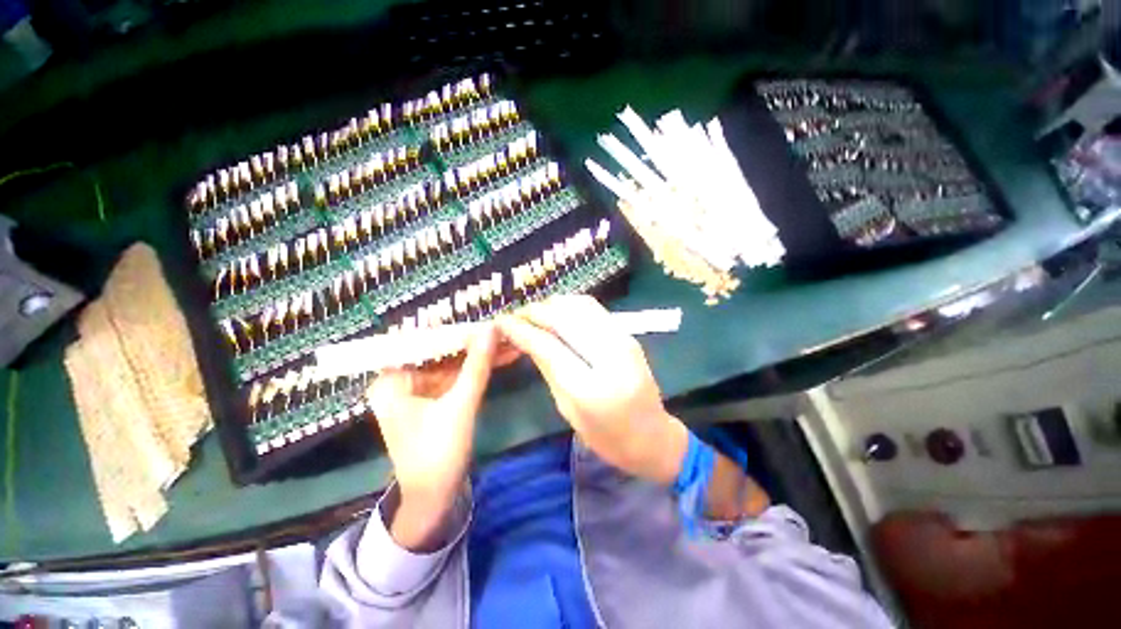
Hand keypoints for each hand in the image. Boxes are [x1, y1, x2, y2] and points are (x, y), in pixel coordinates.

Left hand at [367, 324, 517, 549]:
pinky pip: (455, 376)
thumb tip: (492, 329)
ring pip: (452, 363)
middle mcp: (400, 380)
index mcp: (391, 381)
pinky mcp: (433, 398)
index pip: (423, 342)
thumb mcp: (460, 406)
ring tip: (507, 340)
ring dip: (479, 354)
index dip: (455, 329)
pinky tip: (500, 357)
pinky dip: (476, 369)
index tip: (484, 321)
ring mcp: (418, 389)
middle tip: (502, 330)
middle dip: (473, 342)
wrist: (434, 499)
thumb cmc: (438, 454)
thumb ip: (476, 365)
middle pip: (440, 351)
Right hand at [497, 295, 688, 484]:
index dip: (521, 329)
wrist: (653, 435)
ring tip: (534, 312)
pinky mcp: (628, 334)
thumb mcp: (568, 409)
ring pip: (579, 305)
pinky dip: (570, 305)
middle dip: (535, 311)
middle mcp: (610, 355)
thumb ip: (548, 369)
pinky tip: (558, 311)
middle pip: (564, 318)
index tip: (501, 321)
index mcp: (590, 387)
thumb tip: (525, 338)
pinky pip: (594, 309)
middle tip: (515, 315)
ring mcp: (623, 339)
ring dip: (552, 304)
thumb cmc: (607, 436)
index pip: (548, 345)